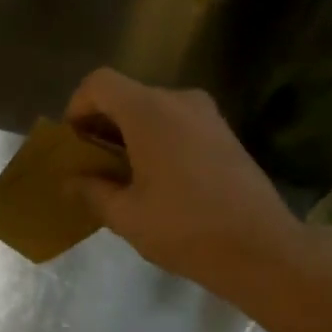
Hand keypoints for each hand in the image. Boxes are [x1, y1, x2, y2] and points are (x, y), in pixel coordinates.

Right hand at [64, 68, 306, 303]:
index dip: (77, 107)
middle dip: (100, 125)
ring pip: (152, 110)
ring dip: (127, 135)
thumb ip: (92, 191)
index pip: (99, 84)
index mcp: (149, 112)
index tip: (72, 144)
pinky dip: (154, 141)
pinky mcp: (223, 134)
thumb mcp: (125, 216)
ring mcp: (207, 115)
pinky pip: (176, 124)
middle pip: (126, 96)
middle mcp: (179, 101)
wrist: (259, 248)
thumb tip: (72, 181)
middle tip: (88, 166)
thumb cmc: (183, 229)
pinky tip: (153, 181)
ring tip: (119, 177)